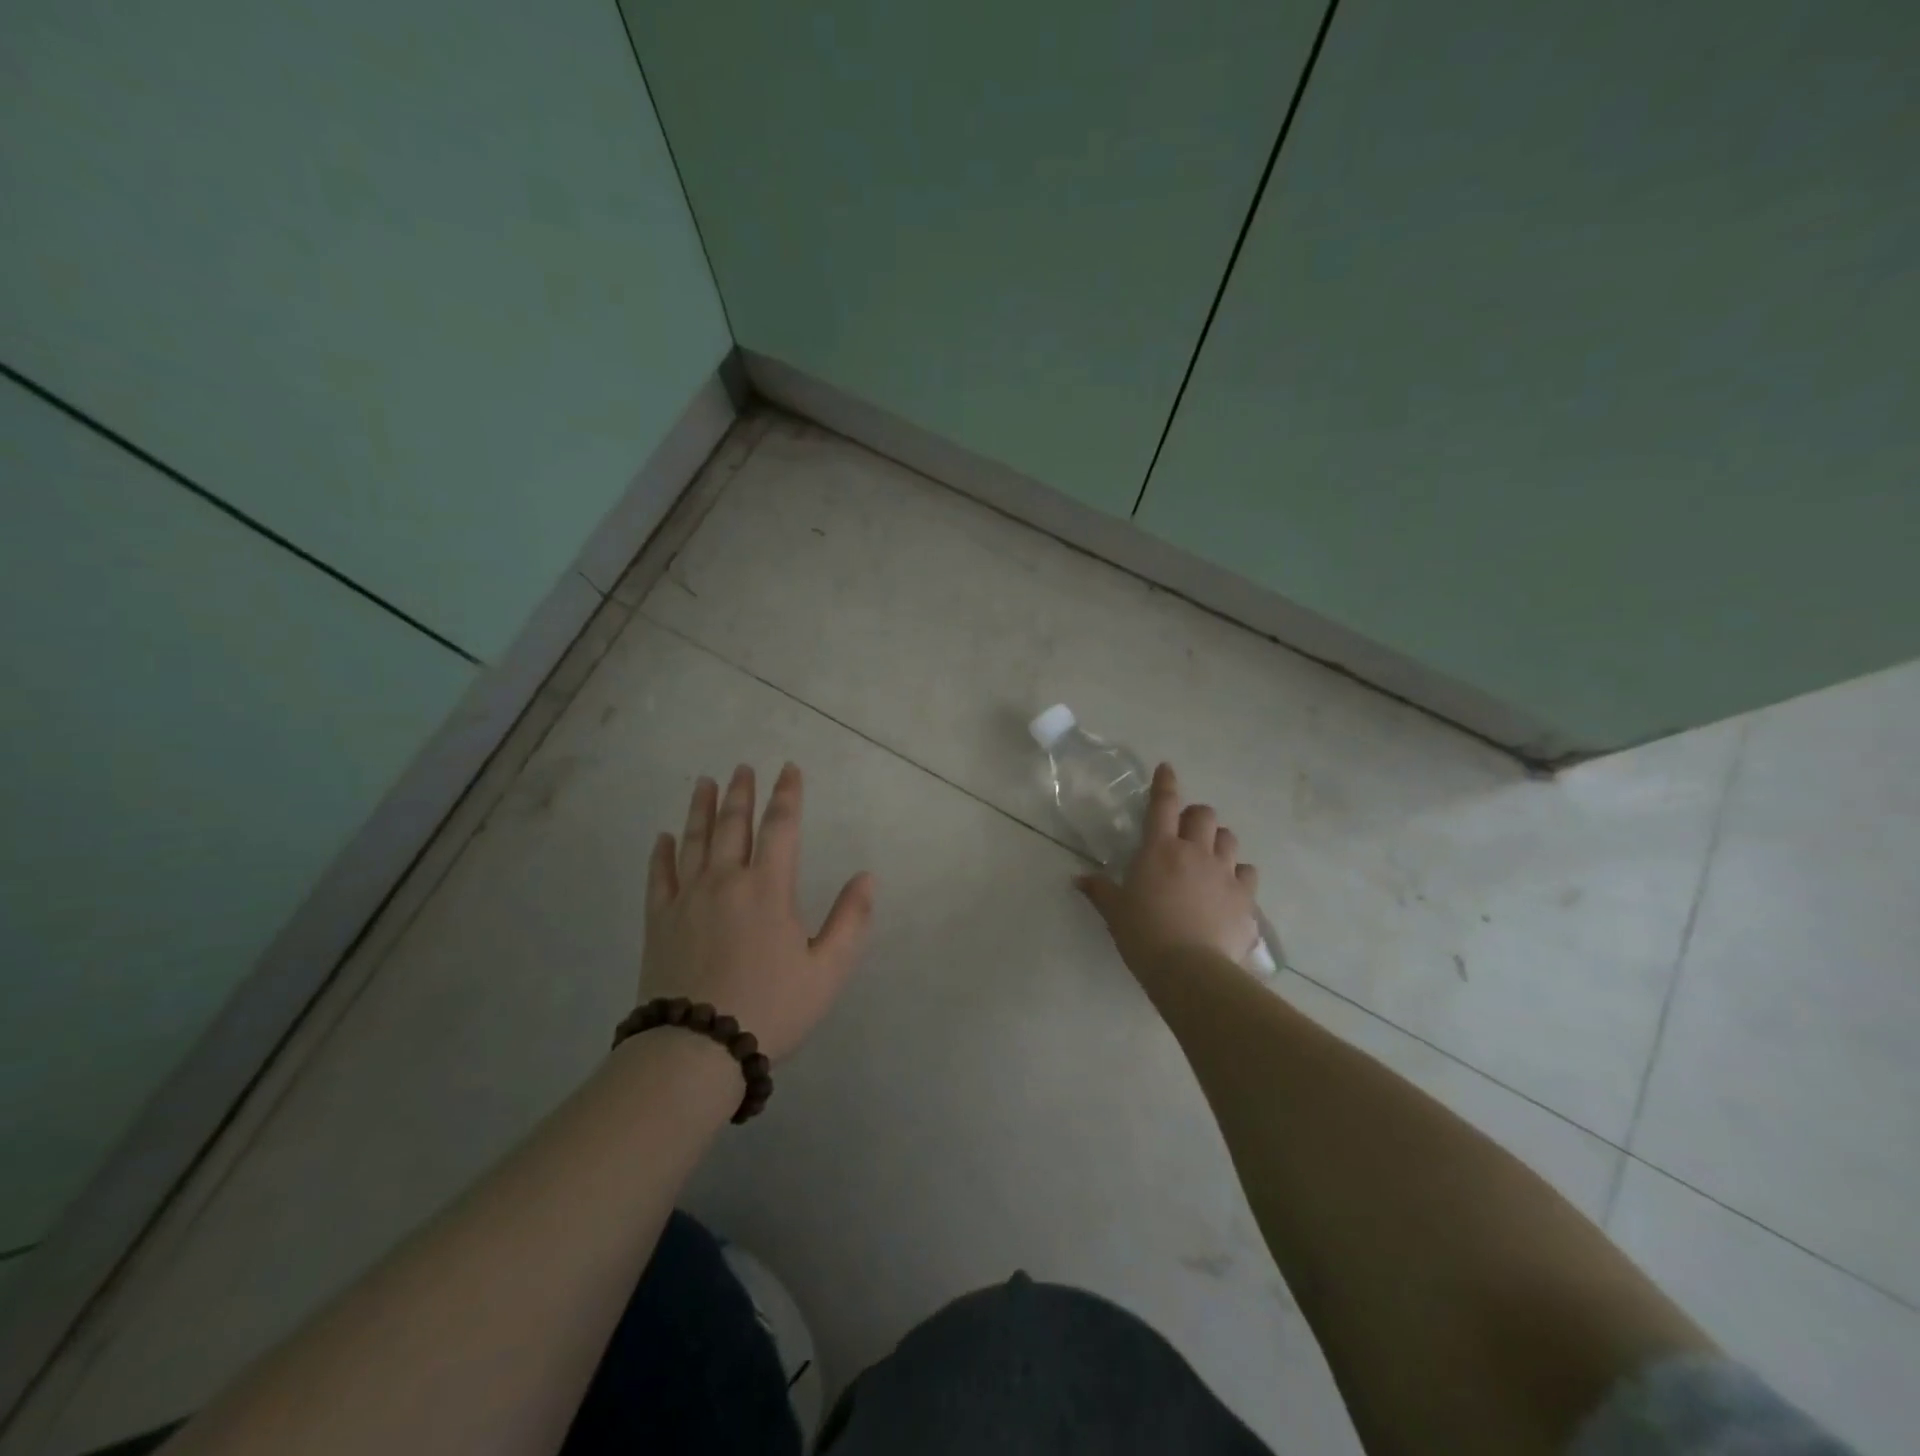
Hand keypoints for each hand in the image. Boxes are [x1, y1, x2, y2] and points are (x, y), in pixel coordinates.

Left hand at [642, 762, 874, 1061]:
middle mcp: (726, 880)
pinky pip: (659, 876)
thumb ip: (851, 920)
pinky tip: (664, 837)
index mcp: (768, 888)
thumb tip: (866, 877)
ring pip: (694, 840)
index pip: (781, 826)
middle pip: (733, 824)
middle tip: (743, 767)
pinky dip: (662, 853)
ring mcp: (687, 898)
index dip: (787, 794)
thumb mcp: (827, 970)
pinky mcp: (659, 920)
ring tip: (705, 782)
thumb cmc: (770, 1008)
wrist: (696, 1049)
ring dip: (701, 808)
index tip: (788, 769)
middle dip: (741, 792)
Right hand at [1075, 763, 1261, 985]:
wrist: (1190, 969)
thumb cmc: (1143, 934)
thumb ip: (1099, 890)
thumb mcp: (1114, 911)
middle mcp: (1196, 852)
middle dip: (1195, 816)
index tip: (1166, 768)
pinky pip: (1248, 873)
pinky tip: (1230, 888)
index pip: (1162, 804)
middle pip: (1204, 815)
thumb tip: (1078, 879)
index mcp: (1159, 849)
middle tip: (1185, 830)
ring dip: (1219, 841)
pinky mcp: (1245, 898)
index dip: (1164, 783)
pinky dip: (1239, 874)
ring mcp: (1225, 873)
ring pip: (1229, 839)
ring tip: (1210, 855)